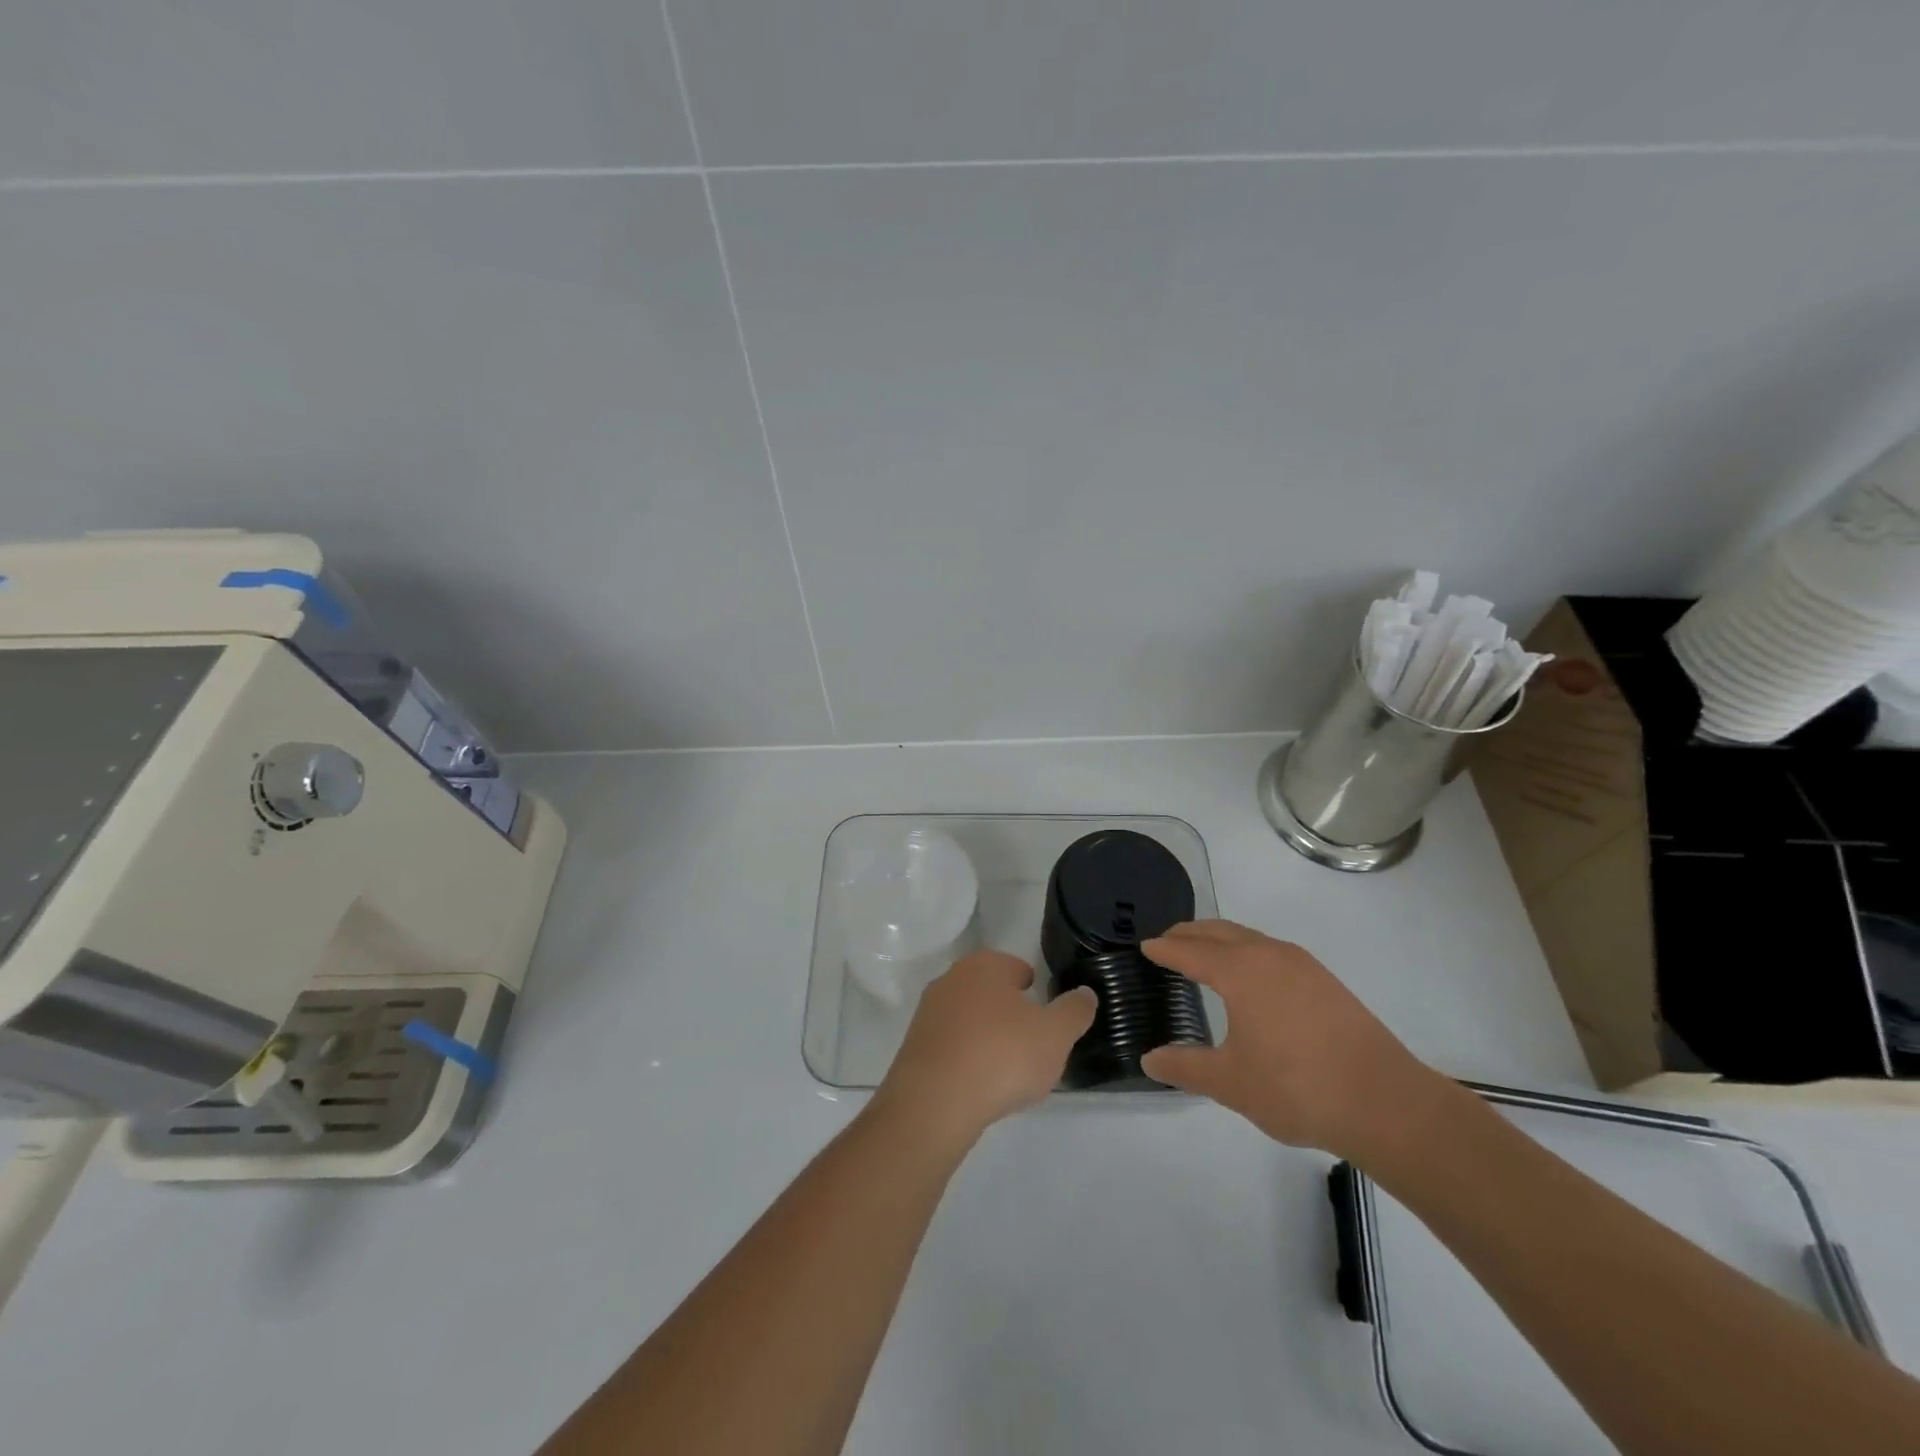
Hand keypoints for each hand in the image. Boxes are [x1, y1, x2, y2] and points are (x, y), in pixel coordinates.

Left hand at [875, 950, 1096, 1143]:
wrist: (935, 1101)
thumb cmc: (1002, 1056)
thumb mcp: (1055, 1035)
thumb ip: (1074, 1011)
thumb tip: (1085, 993)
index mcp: (986, 965)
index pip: (1017, 968)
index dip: (1035, 991)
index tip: (1046, 1018)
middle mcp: (952, 978)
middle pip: (991, 992)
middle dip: (1010, 1013)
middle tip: (1031, 1045)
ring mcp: (929, 1011)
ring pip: (969, 1018)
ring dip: (987, 1036)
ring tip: (1007, 1070)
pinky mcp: (914, 1044)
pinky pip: (951, 1044)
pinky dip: (966, 1057)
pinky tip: (979, 1083)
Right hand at [1139, 921, 1451, 1162]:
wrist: (1386, 1103)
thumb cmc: (1297, 1088)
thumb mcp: (1231, 1083)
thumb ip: (1186, 1067)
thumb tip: (1149, 1060)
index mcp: (1240, 971)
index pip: (1190, 951)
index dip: (1165, 949)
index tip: (1145, 946)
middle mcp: (1269, 955)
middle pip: (1220, 932)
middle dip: (1190, 934)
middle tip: (1168, 942)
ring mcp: (1303, 966)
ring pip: (1249, 938)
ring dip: (1221, 940)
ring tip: (1204, 955)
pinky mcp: (1326, 982)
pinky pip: (1272, 952)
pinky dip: (1248, 952)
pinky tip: (1251, 979)